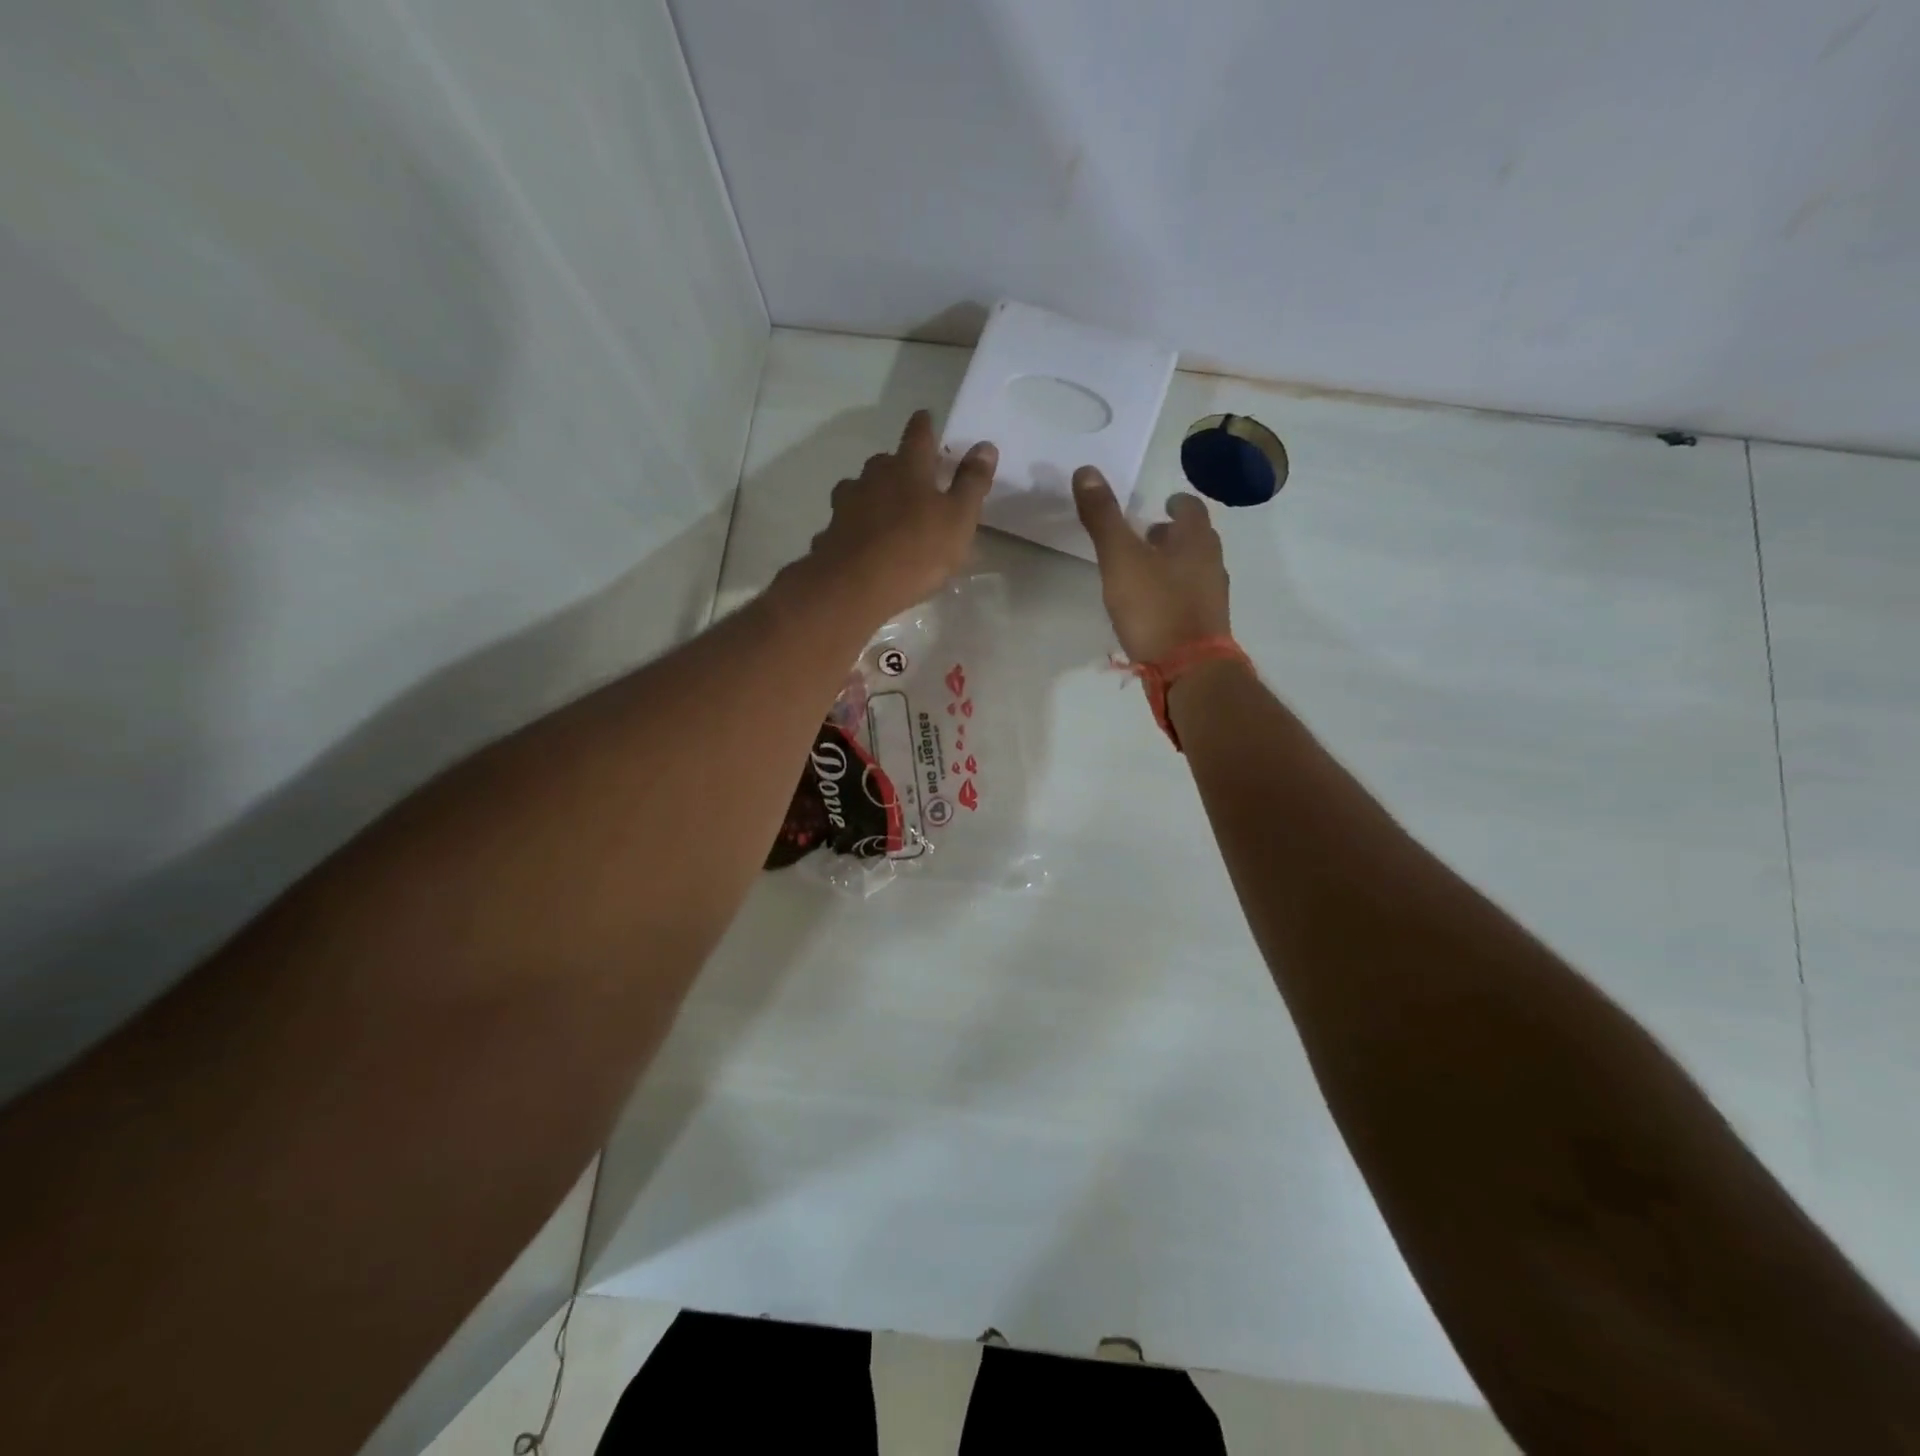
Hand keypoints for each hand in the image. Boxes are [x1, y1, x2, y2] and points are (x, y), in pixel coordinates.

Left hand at [801, 410, 996, 619]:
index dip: (924, 425)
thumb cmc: (917, 549)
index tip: (925, 417)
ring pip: (861, 488)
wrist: (857, 585)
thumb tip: (985, 446)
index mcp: (908, 468)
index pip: (918, 435)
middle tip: (912, 478)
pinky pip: (846, 521)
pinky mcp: (831, 531)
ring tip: (884, 510)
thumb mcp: (959, 519)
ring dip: (873, 494)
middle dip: (898, 465)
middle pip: (885, 461)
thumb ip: (971, 483)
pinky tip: (861, 540)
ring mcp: (847, 503)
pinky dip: (855, 525)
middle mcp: (873, 476)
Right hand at [1073, 468, 1231, 663]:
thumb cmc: (1154, 607)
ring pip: (1195, 569)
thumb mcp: (1120, 558)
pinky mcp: (1207, 626)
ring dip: (1174, 564)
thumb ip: (1103, 517)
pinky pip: (1191, 598)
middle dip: (1174, 534)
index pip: (1191, 508)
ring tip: (1146, 571)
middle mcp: (1212, 563)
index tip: (1163, 503)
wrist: (1188, 669)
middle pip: (1196, 539)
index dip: (1176, 503)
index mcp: (1195, 540)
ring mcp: (1213, 597)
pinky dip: (1175, 593)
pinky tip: (1154, 607)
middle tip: (1149, 535)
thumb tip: (1086, 470)